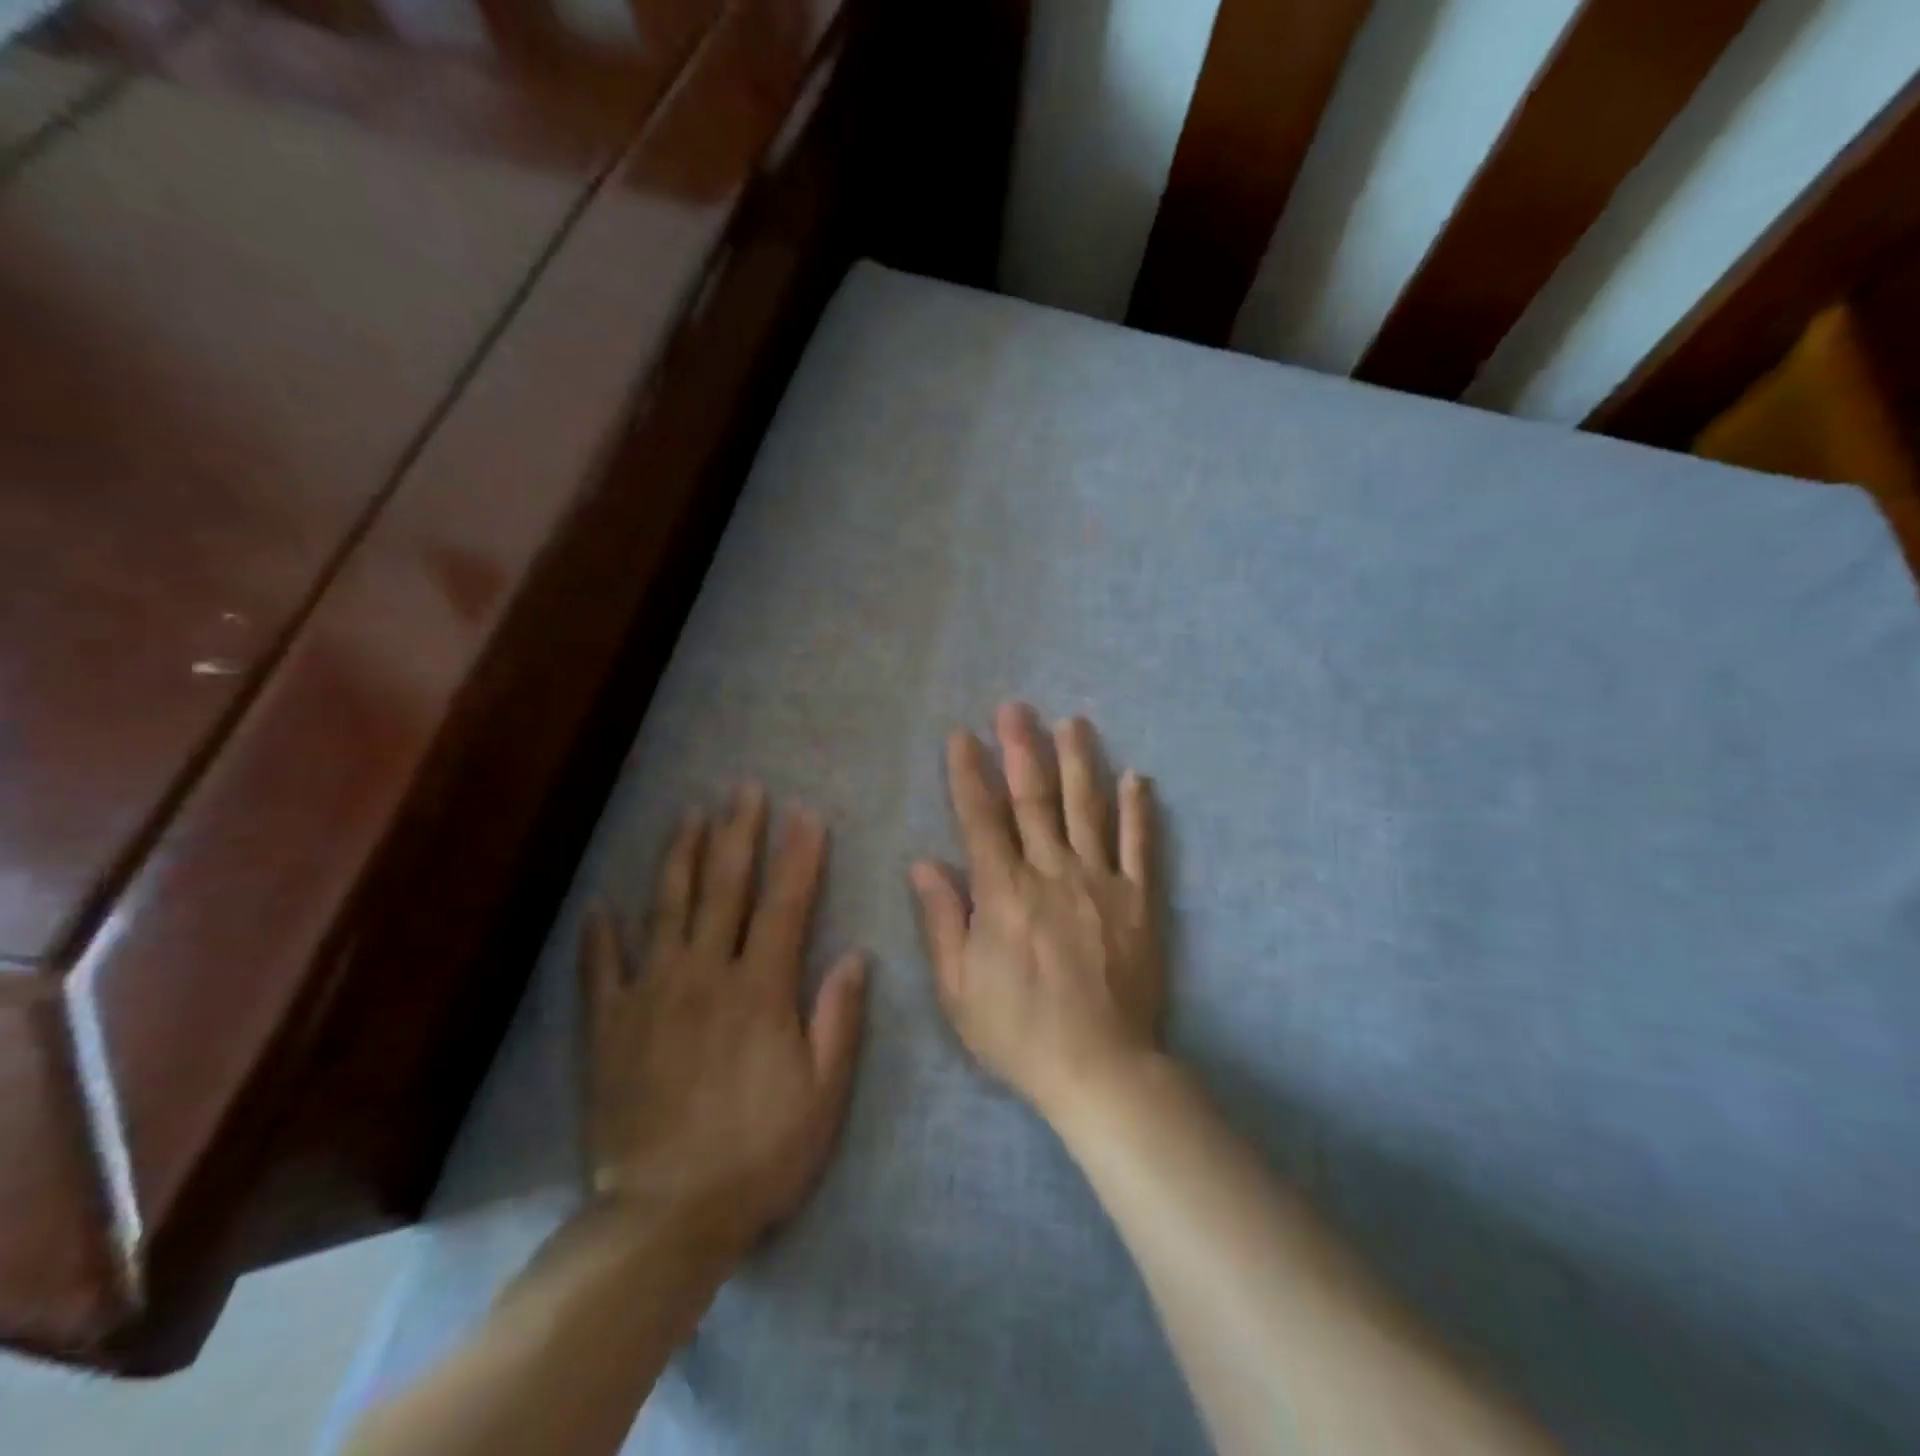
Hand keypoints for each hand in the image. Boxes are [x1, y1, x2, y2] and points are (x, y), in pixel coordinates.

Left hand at [579, 786, 866, 1250]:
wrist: (665, 1217)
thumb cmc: (758, 1155)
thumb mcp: (824, 1095)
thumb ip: (839, 1019)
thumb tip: (857, 955)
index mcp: (759, 990)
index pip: (785, 905)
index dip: (798, 856)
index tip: (806, 815)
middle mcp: (704, 975)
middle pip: (724, 889)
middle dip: (738, 834)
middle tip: (745, 790)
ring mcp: (650, 995)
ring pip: (667, 909)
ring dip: (681, 858)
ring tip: (690, 815)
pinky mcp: (609, 1026)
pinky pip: (602, 969)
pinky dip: (601, 934)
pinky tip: (602, 903)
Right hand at [910, 703, 1163, 1121]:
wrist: (1100, 1069)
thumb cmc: (1018, 1032)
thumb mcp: (958, 988)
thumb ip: (943, 920)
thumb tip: (923, 862)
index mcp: (1004, 892)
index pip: (980, 819)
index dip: (967, 774)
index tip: (960, 736)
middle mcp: (1052, 873)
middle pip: (1034, 799)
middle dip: (1021, 749)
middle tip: (1015, 707)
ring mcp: (1101, 882)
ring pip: (1087, 809)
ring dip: (1078, 761)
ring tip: (1072, 722)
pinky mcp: (1139, 900)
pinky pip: (1140, 846)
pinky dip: (1138, 810)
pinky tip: (1136, 777)